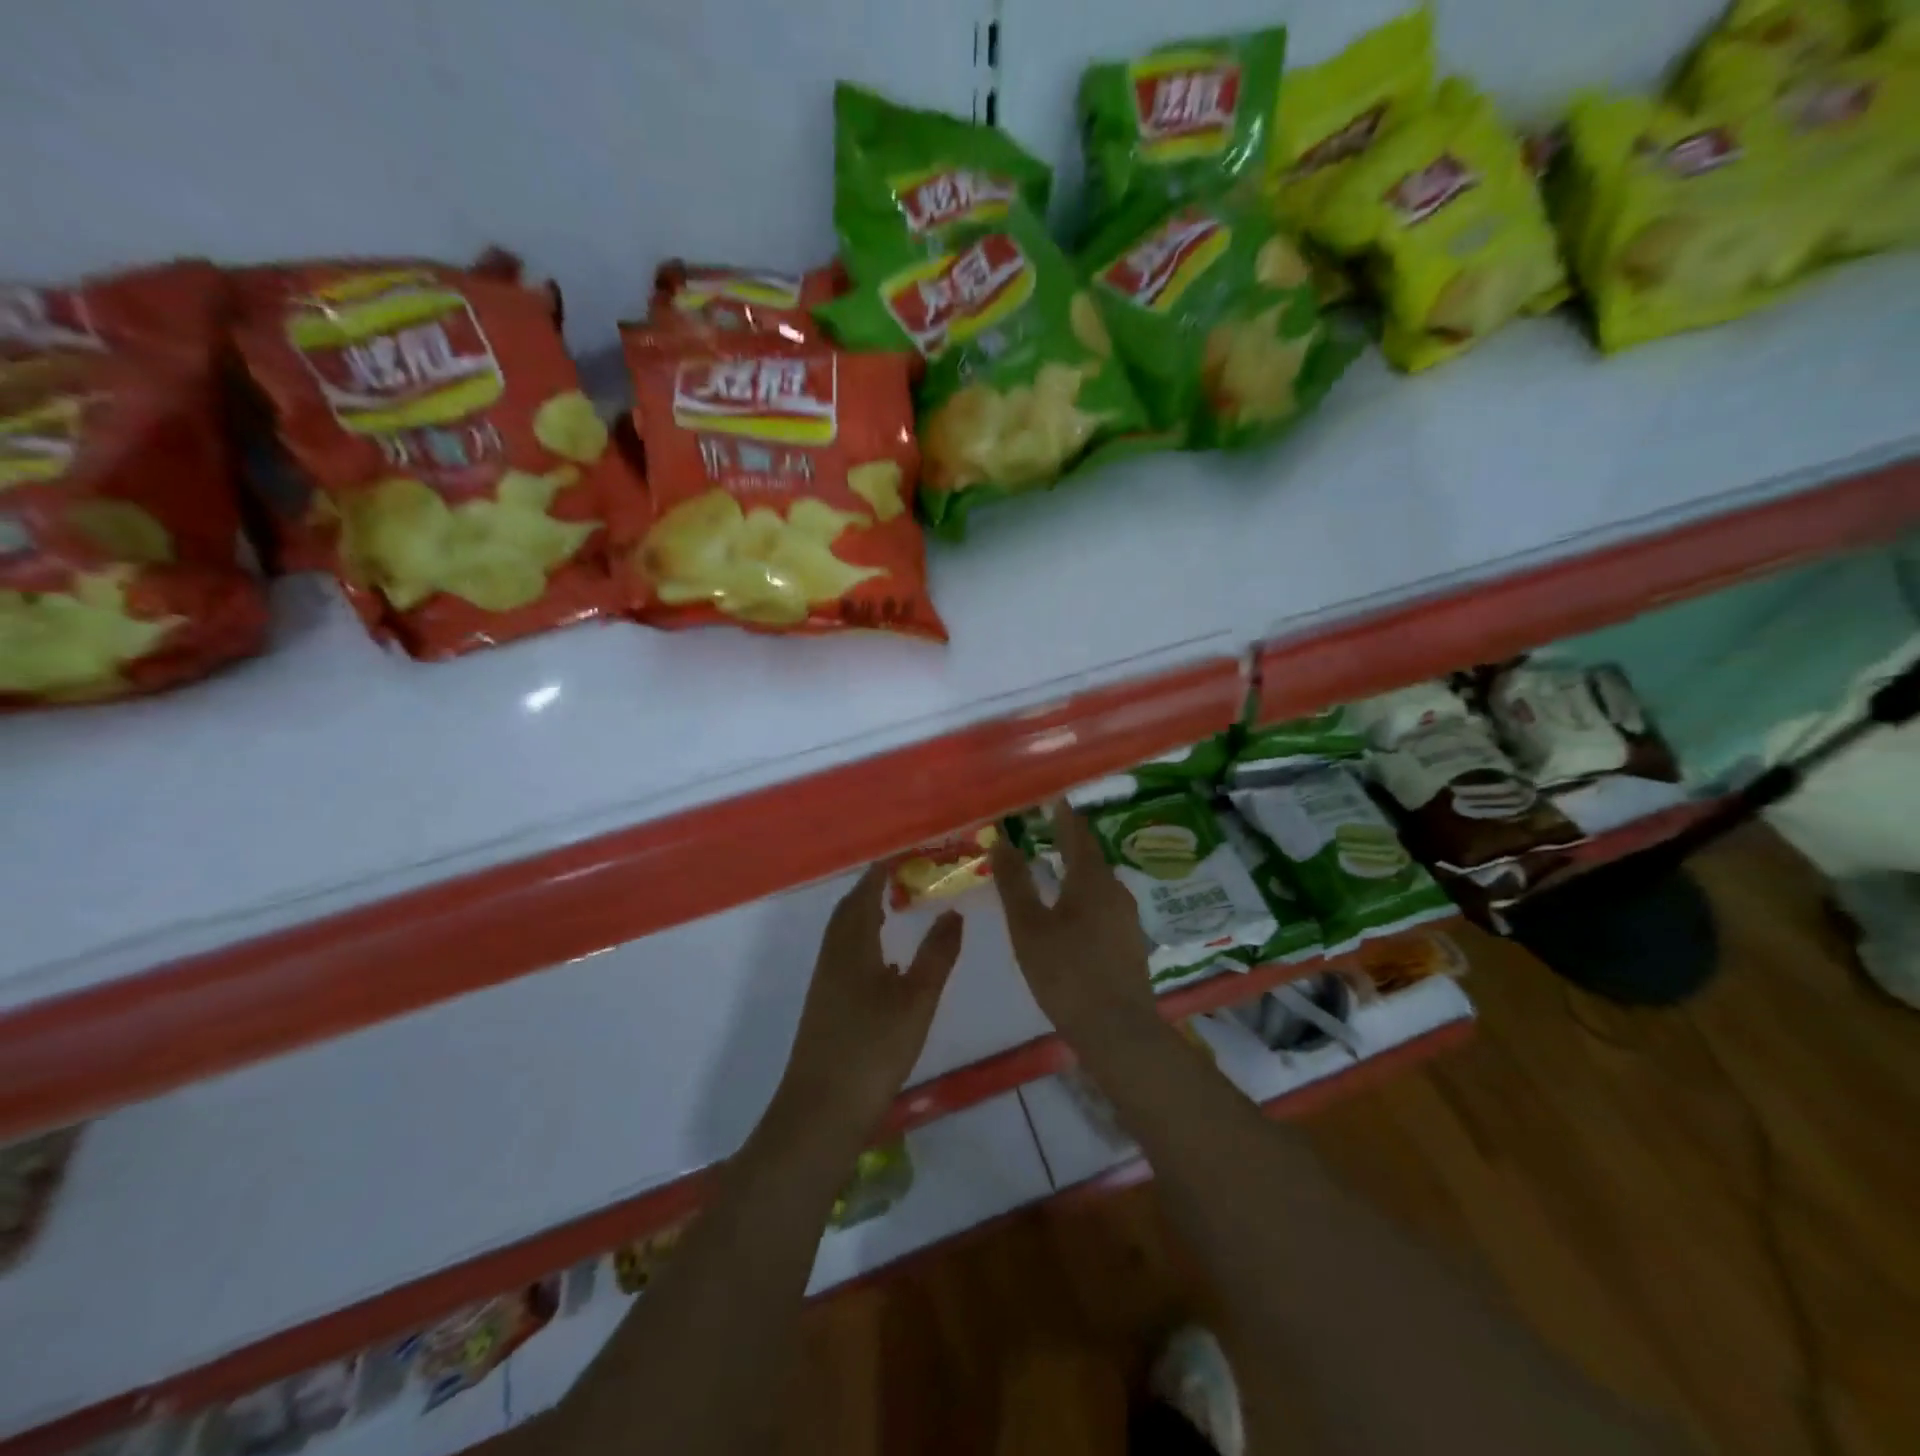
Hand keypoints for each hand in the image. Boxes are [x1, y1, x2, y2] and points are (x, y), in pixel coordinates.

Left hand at [777, 863, 963, 1139]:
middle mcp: (833, 958)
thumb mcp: (916, 1000)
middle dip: (869, 890)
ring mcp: (825, 984)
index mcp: (852, 947)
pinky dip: (861, 943)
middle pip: (847, 912)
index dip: (879, 872)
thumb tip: (953, 912)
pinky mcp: (824, 1008)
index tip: (901, 855)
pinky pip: (842, 957)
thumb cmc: (872, 1050)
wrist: (821, 1112)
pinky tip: (882, 963)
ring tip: (892, 909)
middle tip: (899, 877)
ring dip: (863, 915)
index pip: (863, 895)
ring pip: (842, 936)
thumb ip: (937, 955)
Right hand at [988, 802, 1157, 1042]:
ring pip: (1098, 882)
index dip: (1063, 815)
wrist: (1117, 1030)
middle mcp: (1115, 891)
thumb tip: (1000, 841)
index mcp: (1091, 880)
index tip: (1050, 799)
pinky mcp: (1130, 942)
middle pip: (1091, 856)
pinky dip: (1084, 895)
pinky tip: (1071, 910)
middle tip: (1045, 829)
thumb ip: (1014, 882)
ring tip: (1053, 866)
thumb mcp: (1029, 926)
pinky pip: (1104, 904)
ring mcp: (1127, 918)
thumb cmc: (1066, 973)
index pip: (1077, 833)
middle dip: (1069, 841)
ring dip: (1077, 869)